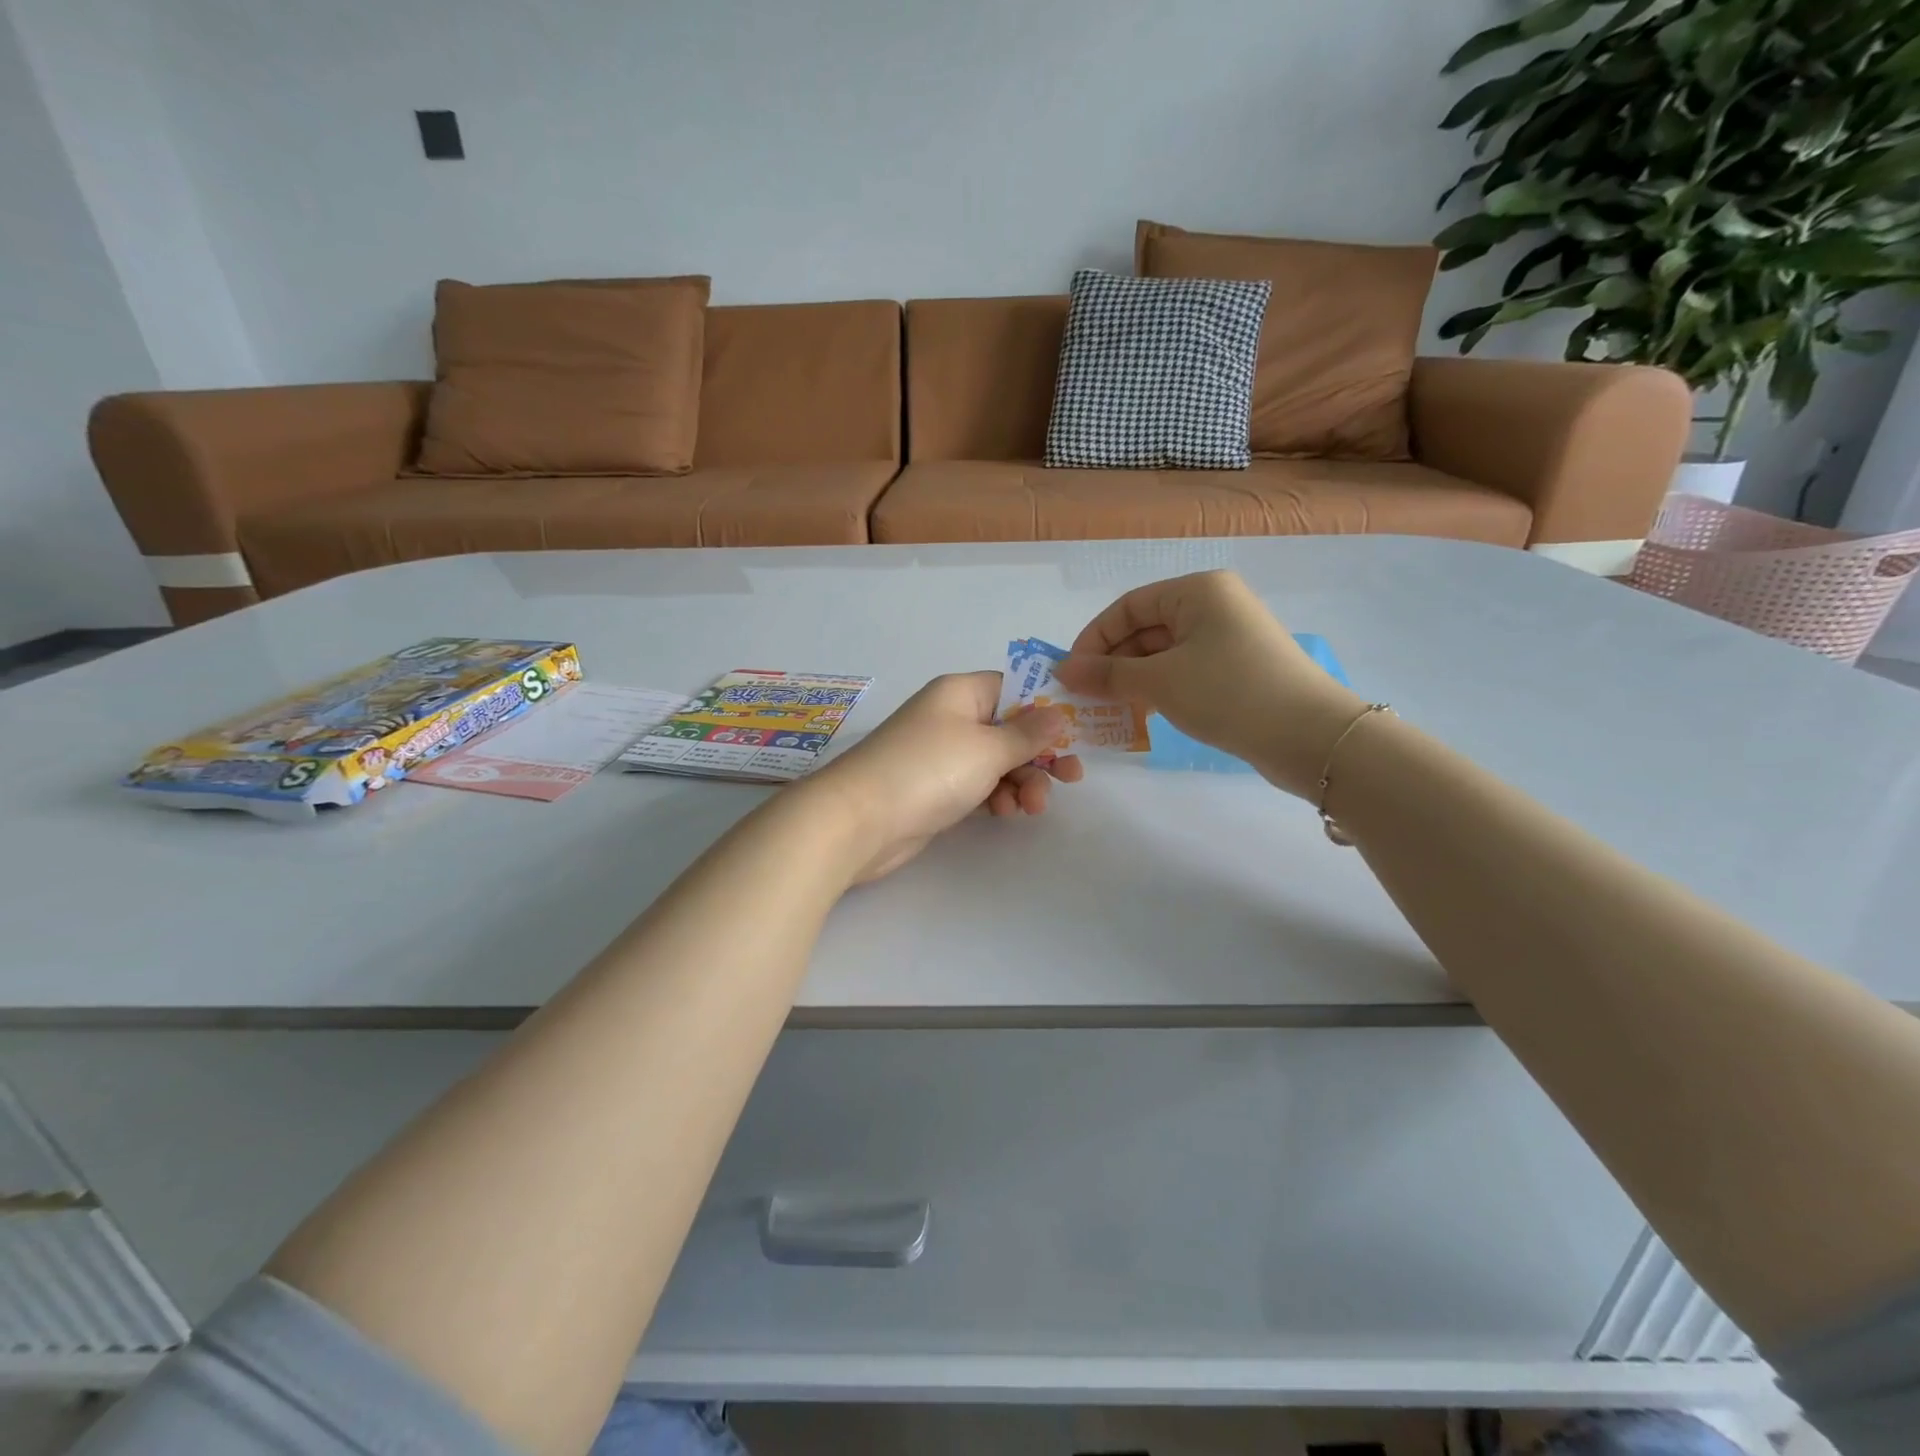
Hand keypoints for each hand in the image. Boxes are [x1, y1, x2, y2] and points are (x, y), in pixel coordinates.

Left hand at [804, 672, 1083, 881]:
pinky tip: (1005, 813)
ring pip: (997, 761)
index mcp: (960, 693)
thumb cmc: (928, 770)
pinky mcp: (936, 788)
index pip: (1013, 688)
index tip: (1078, 730)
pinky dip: (997, 797)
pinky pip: (979, 785)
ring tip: (1032, 807)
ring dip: (1022, 781)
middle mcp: (951, 718)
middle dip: (1040, 753)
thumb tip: (1058, 711)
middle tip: (1071, 778)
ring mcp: (942, 755)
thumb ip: (1028, 733)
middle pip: (1010, 728)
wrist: (860, 821)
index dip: (1047, 706)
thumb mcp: (988, 748)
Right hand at [1052, 570, 1363, 798]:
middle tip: (1086, 698)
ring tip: (1108, 710)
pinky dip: (1160, 690)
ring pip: (1164, 654)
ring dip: (1133, 680)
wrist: (1311, 736)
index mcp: (1197, 591)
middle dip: (1112, 663)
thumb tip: (1064, 670)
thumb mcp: (1160, 681)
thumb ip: (1108, 674)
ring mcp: (1229, 639)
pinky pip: (1185, 672)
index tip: (1071, 674)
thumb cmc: (1229, 692)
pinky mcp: (1239, 670)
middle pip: (1146, 629)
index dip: (1094, 638)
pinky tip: (1143, 715)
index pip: (1129, 606)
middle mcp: (1214, 606)